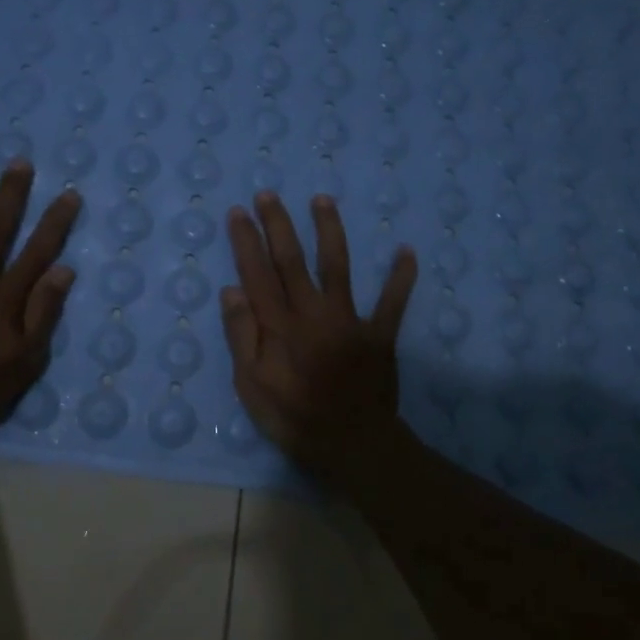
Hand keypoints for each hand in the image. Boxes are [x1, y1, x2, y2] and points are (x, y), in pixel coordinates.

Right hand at [220, 190, 418, 482]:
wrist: (352, 445)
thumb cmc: (294, 418)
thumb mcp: (252, 386)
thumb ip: (242, 337)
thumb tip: (232, 290)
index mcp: (279, 326)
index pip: (257, 274)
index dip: (246, 241)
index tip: (239, 213)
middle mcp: (313, 313)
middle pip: (292, 261)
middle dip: (278, 225)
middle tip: (268, 194)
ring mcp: (349, 321)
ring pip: (338, 267)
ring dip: (330, 231)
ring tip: (322, 200)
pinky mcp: (379, 335)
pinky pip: (393, 302)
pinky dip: (401, 278)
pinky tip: (407, 251)